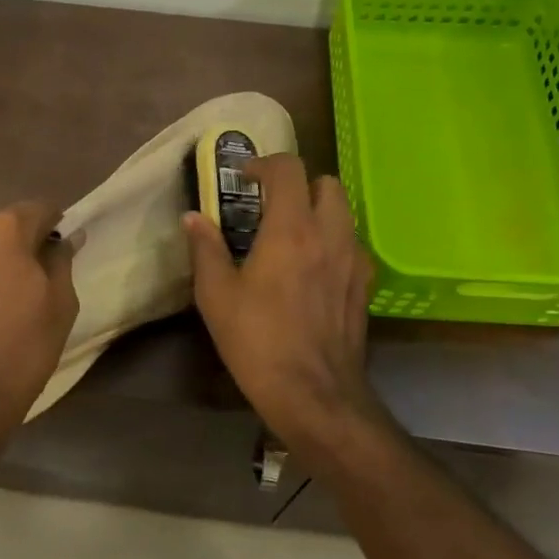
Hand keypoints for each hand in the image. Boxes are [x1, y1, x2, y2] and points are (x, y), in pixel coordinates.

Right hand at [183, 154, 381, 450]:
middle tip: (271, 206)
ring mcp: (354, 259)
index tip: (244, 178)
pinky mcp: (365, 285)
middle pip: (326, 183)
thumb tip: (193, 218)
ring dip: (318, 210)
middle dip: (298, 184)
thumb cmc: (258, 341)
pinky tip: (313, 268)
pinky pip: (352, 244)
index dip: (264, 164)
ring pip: (344, 211)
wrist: (314, 394)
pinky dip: (333, 240)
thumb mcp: (216, 296)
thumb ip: (205, 249)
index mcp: (291, 229)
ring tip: (291, 235)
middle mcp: (330, 234)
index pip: (288, 169)